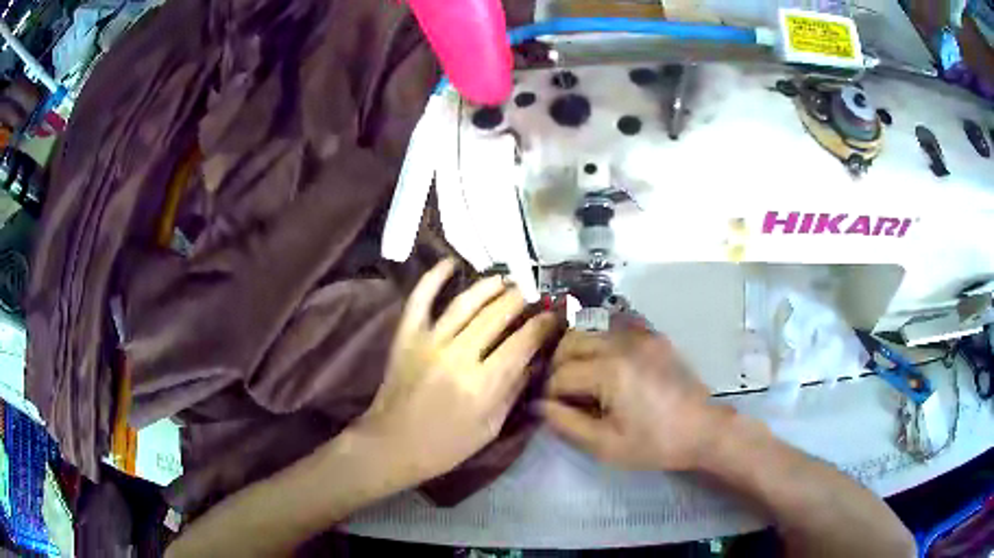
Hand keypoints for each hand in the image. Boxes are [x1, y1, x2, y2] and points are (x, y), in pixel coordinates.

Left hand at [356, 259, 557, 482]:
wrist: (391, 445)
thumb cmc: (446, 446)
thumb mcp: (490, 428)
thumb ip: (513, 391)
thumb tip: (535, 360)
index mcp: (483, 383)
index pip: (523, 342)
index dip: (543, 324)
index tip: (555, 314)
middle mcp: (458, 355)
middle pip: (497, 315)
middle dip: (521, 300)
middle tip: (534, 294)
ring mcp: (429, 341)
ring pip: (465, 303)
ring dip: (490, 286)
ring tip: (506, 280)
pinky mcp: (406, 337)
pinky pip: (420, 300)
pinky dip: (433, 278)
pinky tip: (450, 263)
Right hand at [541, 321, 728, 470]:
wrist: (703, 429)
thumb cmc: (655, 443)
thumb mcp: (606, 445)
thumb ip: (566, 423)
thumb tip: (539, 404)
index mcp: (610, 371)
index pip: (561, 374)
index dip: (550, 394)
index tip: (552, 409)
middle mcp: (622, 343)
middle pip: (570, 342)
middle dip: (558, 367)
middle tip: (561, 392)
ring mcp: (640, 334)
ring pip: (590, 329)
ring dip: (576, 350)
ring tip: (579, 376)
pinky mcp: (653, 335)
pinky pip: (615, 326)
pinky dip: (600, 339)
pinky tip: (603, 361)